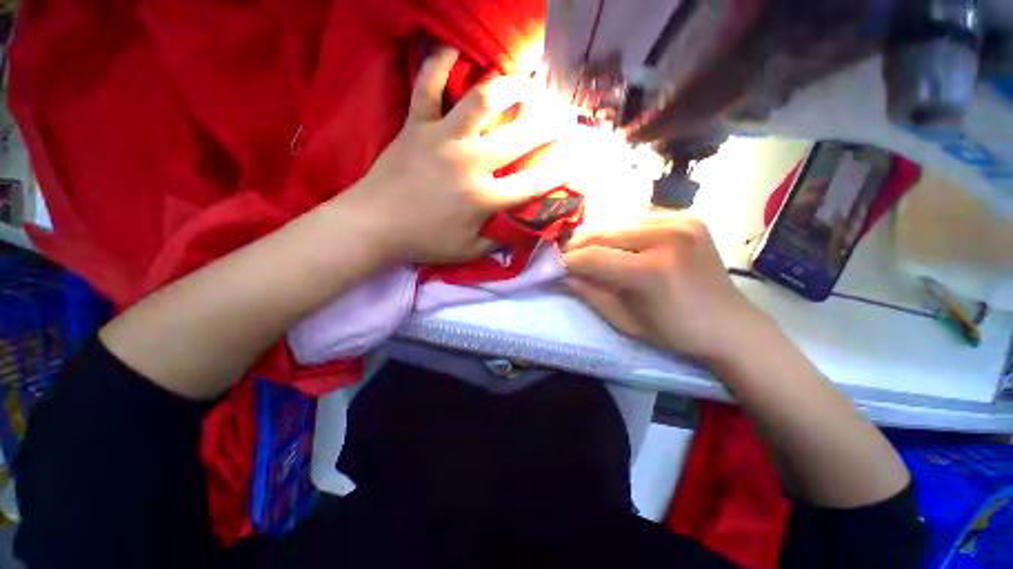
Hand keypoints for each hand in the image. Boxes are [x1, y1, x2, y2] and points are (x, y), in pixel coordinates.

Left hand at [340, 47, 576, 263]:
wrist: (373, 224)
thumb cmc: (422, 241)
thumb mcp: (466, 251)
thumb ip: (497, 242)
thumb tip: (521, 234)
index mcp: (483, 198)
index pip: (532, 183)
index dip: (558, 172)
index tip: (574, 160)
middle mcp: (470, 162)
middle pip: (520, 136)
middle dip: (550, 125)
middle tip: (565, 117)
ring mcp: (442, 138)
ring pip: (482, 100)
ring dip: (510, 88)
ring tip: (527, 84)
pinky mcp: (417, 124)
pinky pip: (427, 85)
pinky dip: (439, 64)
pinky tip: (453, 52)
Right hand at [563, 212, 772, 362]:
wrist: (729, 323)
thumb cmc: (674, 331)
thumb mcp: (624, 321)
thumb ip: (589, 293)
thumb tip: (562, 274)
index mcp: (652, 271)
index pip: (593, 257)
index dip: (568, 261)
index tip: (553, 266)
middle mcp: (667, 237)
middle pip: (603, 232)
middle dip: (579, 245)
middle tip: (567, 256)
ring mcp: (681, 221)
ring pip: (618, 221)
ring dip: (599, 237)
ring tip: (590, 251)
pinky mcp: (688, 217)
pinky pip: (639, 218)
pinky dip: (622, 230)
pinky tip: (620, 244)